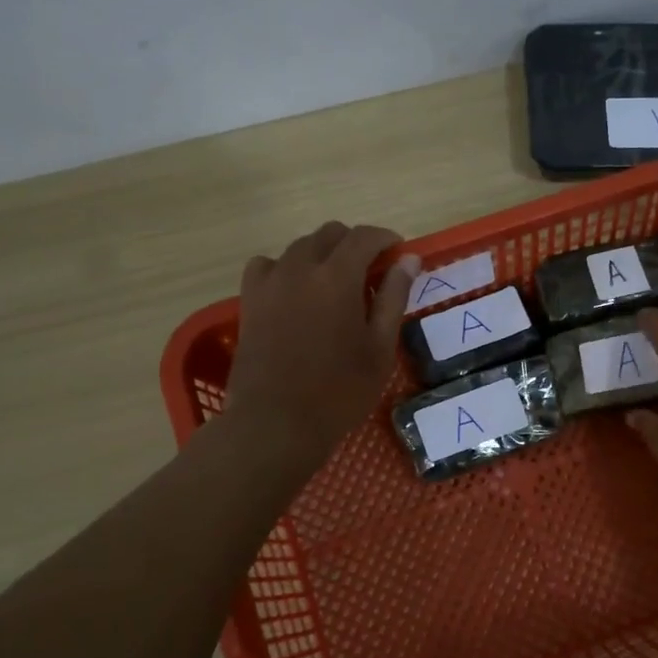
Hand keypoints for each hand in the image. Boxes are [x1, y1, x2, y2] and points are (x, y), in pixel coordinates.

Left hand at [224, 223, 418, 471]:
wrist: (276, 423)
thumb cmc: (339, 391)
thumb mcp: (379, 348)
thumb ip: (394, 297)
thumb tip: (408, 260)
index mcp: (337, 277)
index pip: (364, 237)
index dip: (385, 239)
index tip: (399, 253)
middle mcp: (300, 267)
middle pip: (329, 234)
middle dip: (354, 244)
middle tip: (371, 273)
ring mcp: (270, 282)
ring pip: (299, 247)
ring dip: (322, 254)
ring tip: (335, 285)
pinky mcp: (249, 301)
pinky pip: (267, 265)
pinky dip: (286, 268)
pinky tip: (295, 292)